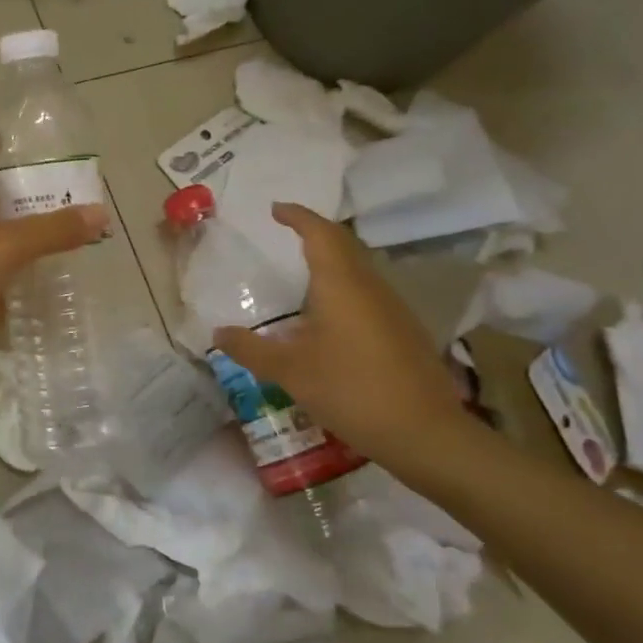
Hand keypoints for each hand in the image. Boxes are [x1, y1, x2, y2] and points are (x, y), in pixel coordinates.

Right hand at [212, 203, 465, 460]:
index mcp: (341, 284)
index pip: (320, 233)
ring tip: (304, 271)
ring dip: (332, 260)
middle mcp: (370, 286)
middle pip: (343, 245)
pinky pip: (369, 292)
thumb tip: (217, 333)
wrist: (425, 433)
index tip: (276, 209)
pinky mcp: (404, 331)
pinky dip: (345, 286)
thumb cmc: (351, 390)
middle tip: (288, 232)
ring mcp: (393, 308)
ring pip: (359, 268)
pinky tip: (331, 316)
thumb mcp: (290, 371)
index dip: (298, 216)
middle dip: (315, 232)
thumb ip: (251, 349)